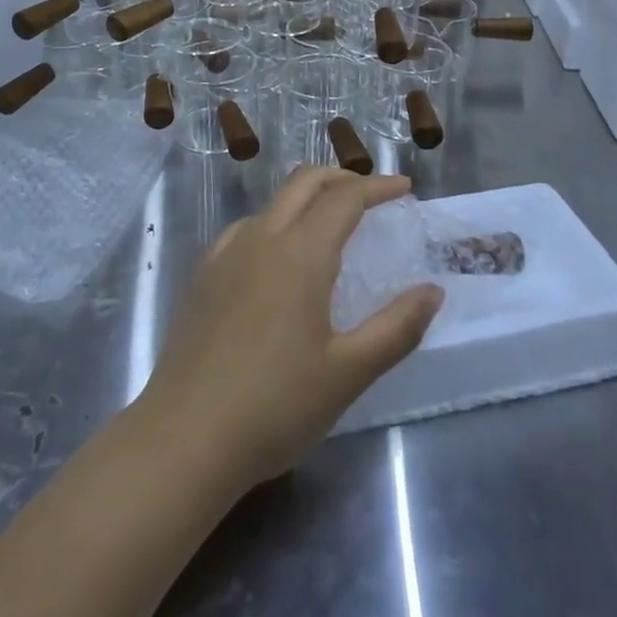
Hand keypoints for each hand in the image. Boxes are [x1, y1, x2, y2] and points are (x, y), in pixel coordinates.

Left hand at [134, 167, 444, 493]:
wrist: (184, 438)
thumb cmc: (276, 406)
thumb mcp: (348, 373)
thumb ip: (396, 328)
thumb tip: (432, 291)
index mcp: (300, 253)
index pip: (345, 197)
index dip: (378, 186)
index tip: (404, 188)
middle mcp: (261, 238)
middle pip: (305, 182)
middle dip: (342, 178)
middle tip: (371, 196)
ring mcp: (225, 254)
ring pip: (273, 203)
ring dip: (307, 199)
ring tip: (330, 228)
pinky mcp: (203, 275)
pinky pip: (247, 229)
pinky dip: (276, 223)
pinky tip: (278, 260)